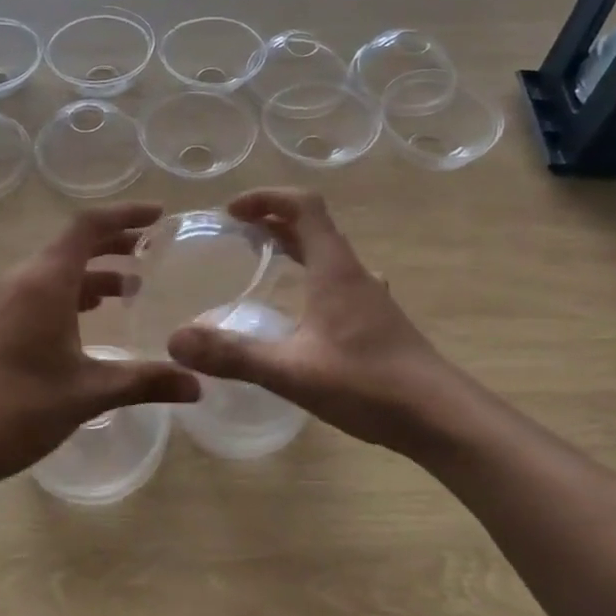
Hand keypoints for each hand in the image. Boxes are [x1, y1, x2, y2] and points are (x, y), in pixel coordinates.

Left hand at [0, 203, 199, 496]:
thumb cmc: (18, 408)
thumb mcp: (89, 393)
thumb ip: (145, 382)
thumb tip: (197, 385)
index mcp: (44, 281)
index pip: (88, 226)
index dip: (125, 214)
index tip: (160, 215)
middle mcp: (20, 280)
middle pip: (71, 244)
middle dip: (114, 243)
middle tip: (152, 250)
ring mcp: (2, 301)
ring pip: (54, 269)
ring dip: (92, 271)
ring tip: (129, 288)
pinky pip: (39, 290)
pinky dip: (71, 292)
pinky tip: (88, 317)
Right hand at [167, 189, 449, 449]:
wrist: (439, 417)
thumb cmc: (368, 384)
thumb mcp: (292, 371)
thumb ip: (233, 354)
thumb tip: (176, 339)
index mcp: (335, 269)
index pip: (304, 206)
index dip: (267, 198)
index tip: (232, 211)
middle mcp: (354, 274)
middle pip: (315, 228)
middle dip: (274, 221)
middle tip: (237, 233)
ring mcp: (369, 298)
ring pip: (328, 255)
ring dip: (294, 247)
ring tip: (262, 260)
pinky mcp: (377, 321)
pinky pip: (337, 281)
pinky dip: (310, 277)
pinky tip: (301, 310)